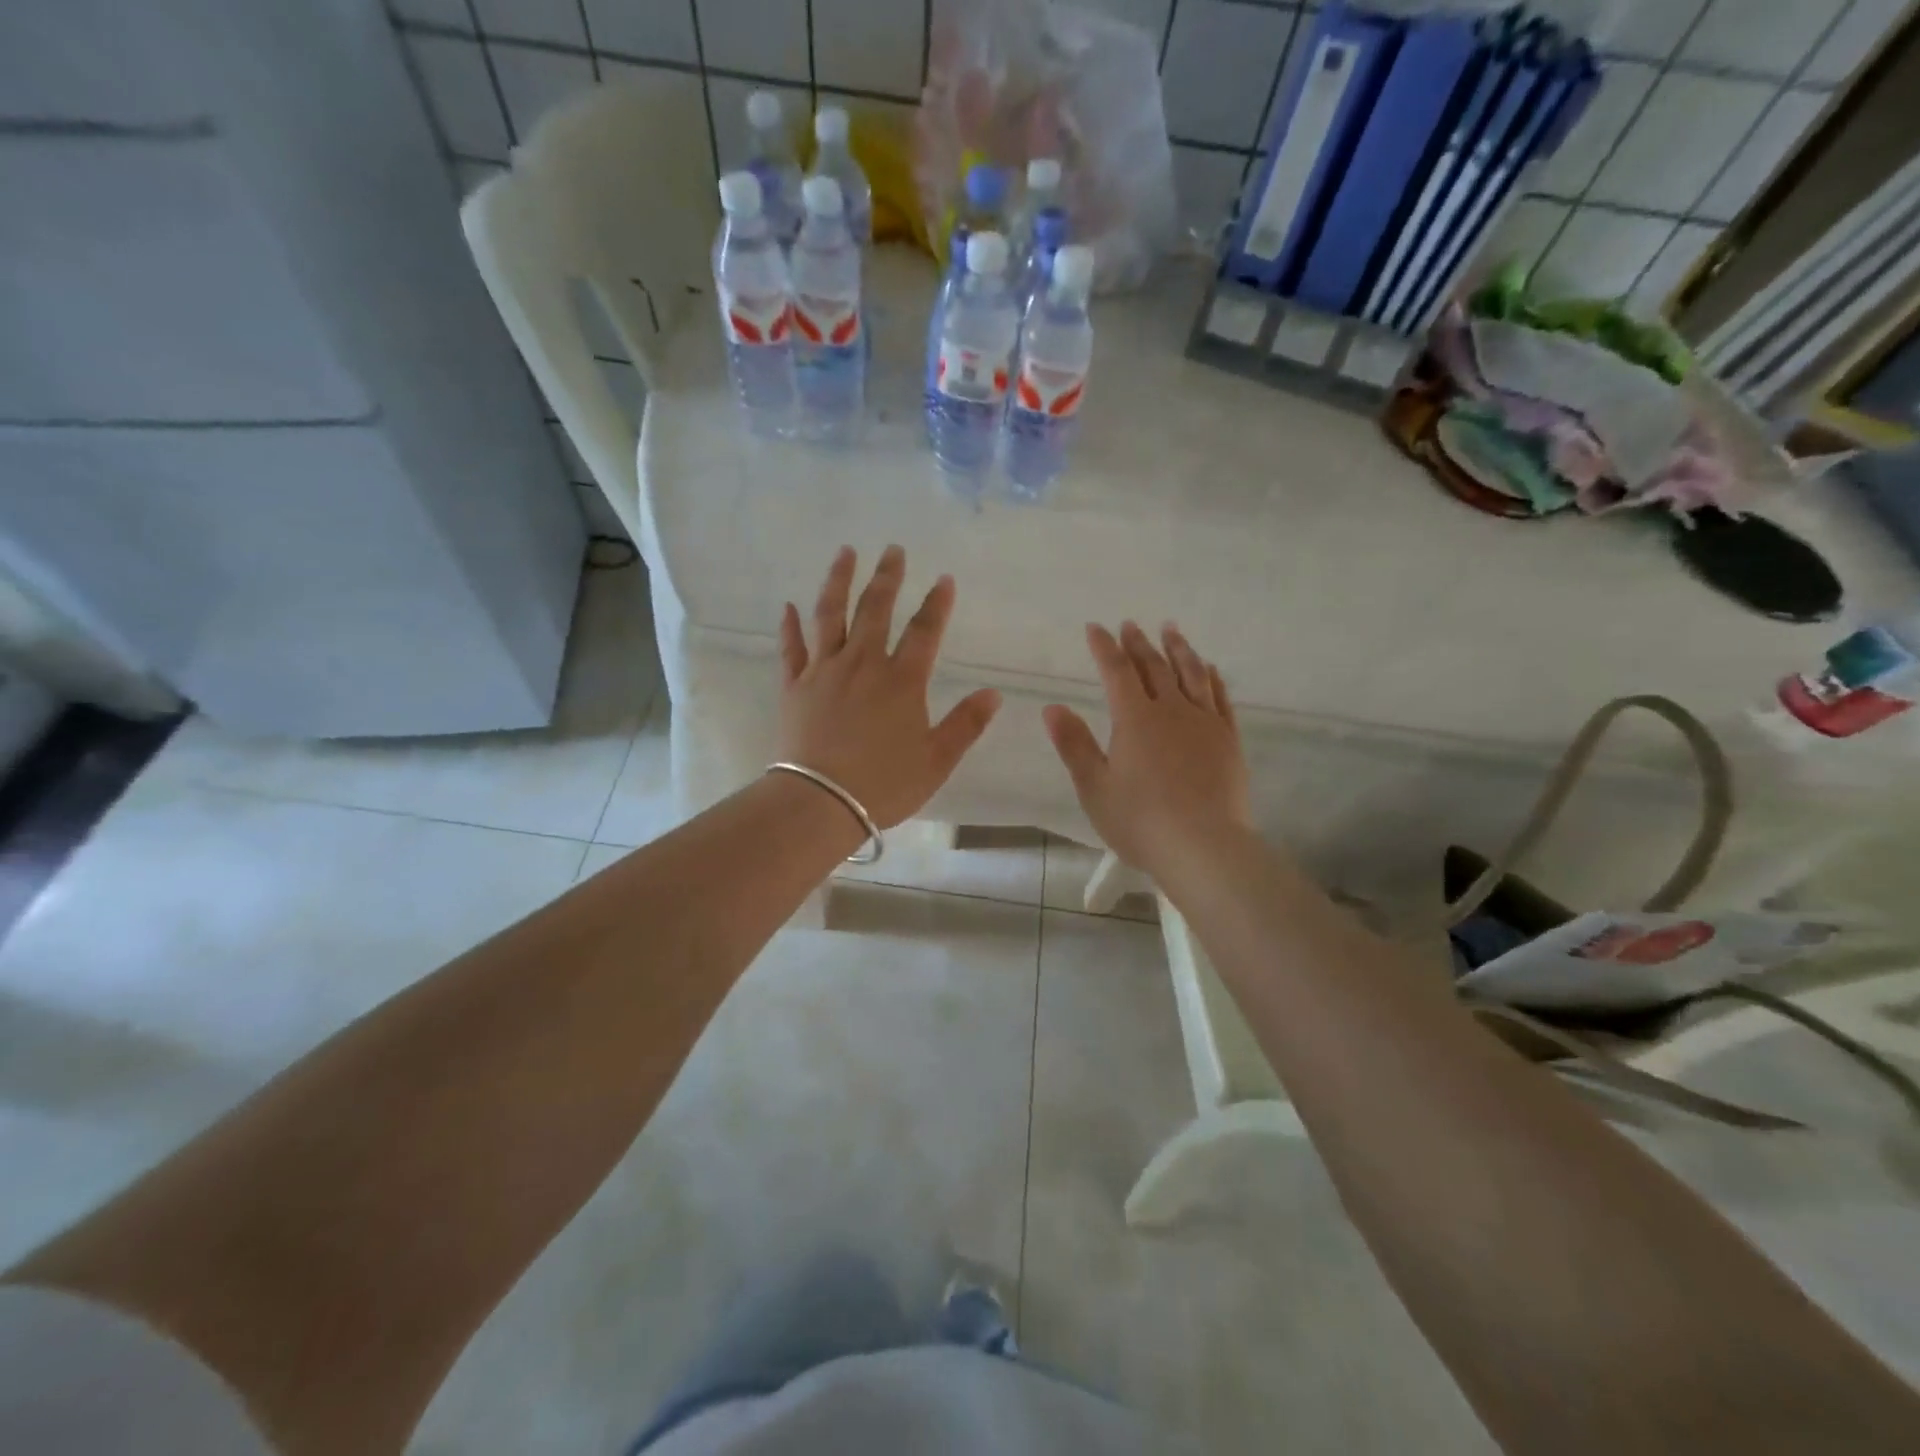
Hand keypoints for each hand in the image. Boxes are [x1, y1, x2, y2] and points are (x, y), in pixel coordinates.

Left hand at [777, 545, 1000, 828]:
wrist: (820, 802)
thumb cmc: (884, 784)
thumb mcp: (937, 760)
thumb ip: (966, 725)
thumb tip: (993, 693)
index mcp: (902, 681)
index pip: (925, 631)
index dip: (937, 604)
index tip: (944, 579)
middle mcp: (863, 664)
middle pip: (875, 609)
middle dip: (888, 577)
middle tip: (893, 549)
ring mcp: (824, 671)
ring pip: (830, 615)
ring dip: (838, 581)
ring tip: (845, 553)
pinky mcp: (794, 686)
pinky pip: (792, 648)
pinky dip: (790, 626)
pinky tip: (789, 606)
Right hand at [1043, 621, 1251, 881]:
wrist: (1204, 846)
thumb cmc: (1140, 820)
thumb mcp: (1094, 787)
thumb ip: (1074, 745)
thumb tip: (1052, 707)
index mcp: (1134, 719)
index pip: (1116, 672)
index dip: (1104, 648)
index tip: (1095, 628)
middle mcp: (1171, 710)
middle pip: (1154, 667)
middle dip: (1139, 644)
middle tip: (1130, 624)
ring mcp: (1204, 723)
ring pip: (1191, 674)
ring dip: (1178, 649)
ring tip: (1171, 630)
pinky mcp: (1228, 740)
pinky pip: (1220, 698)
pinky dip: (1212, 677)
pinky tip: (1209, 668)